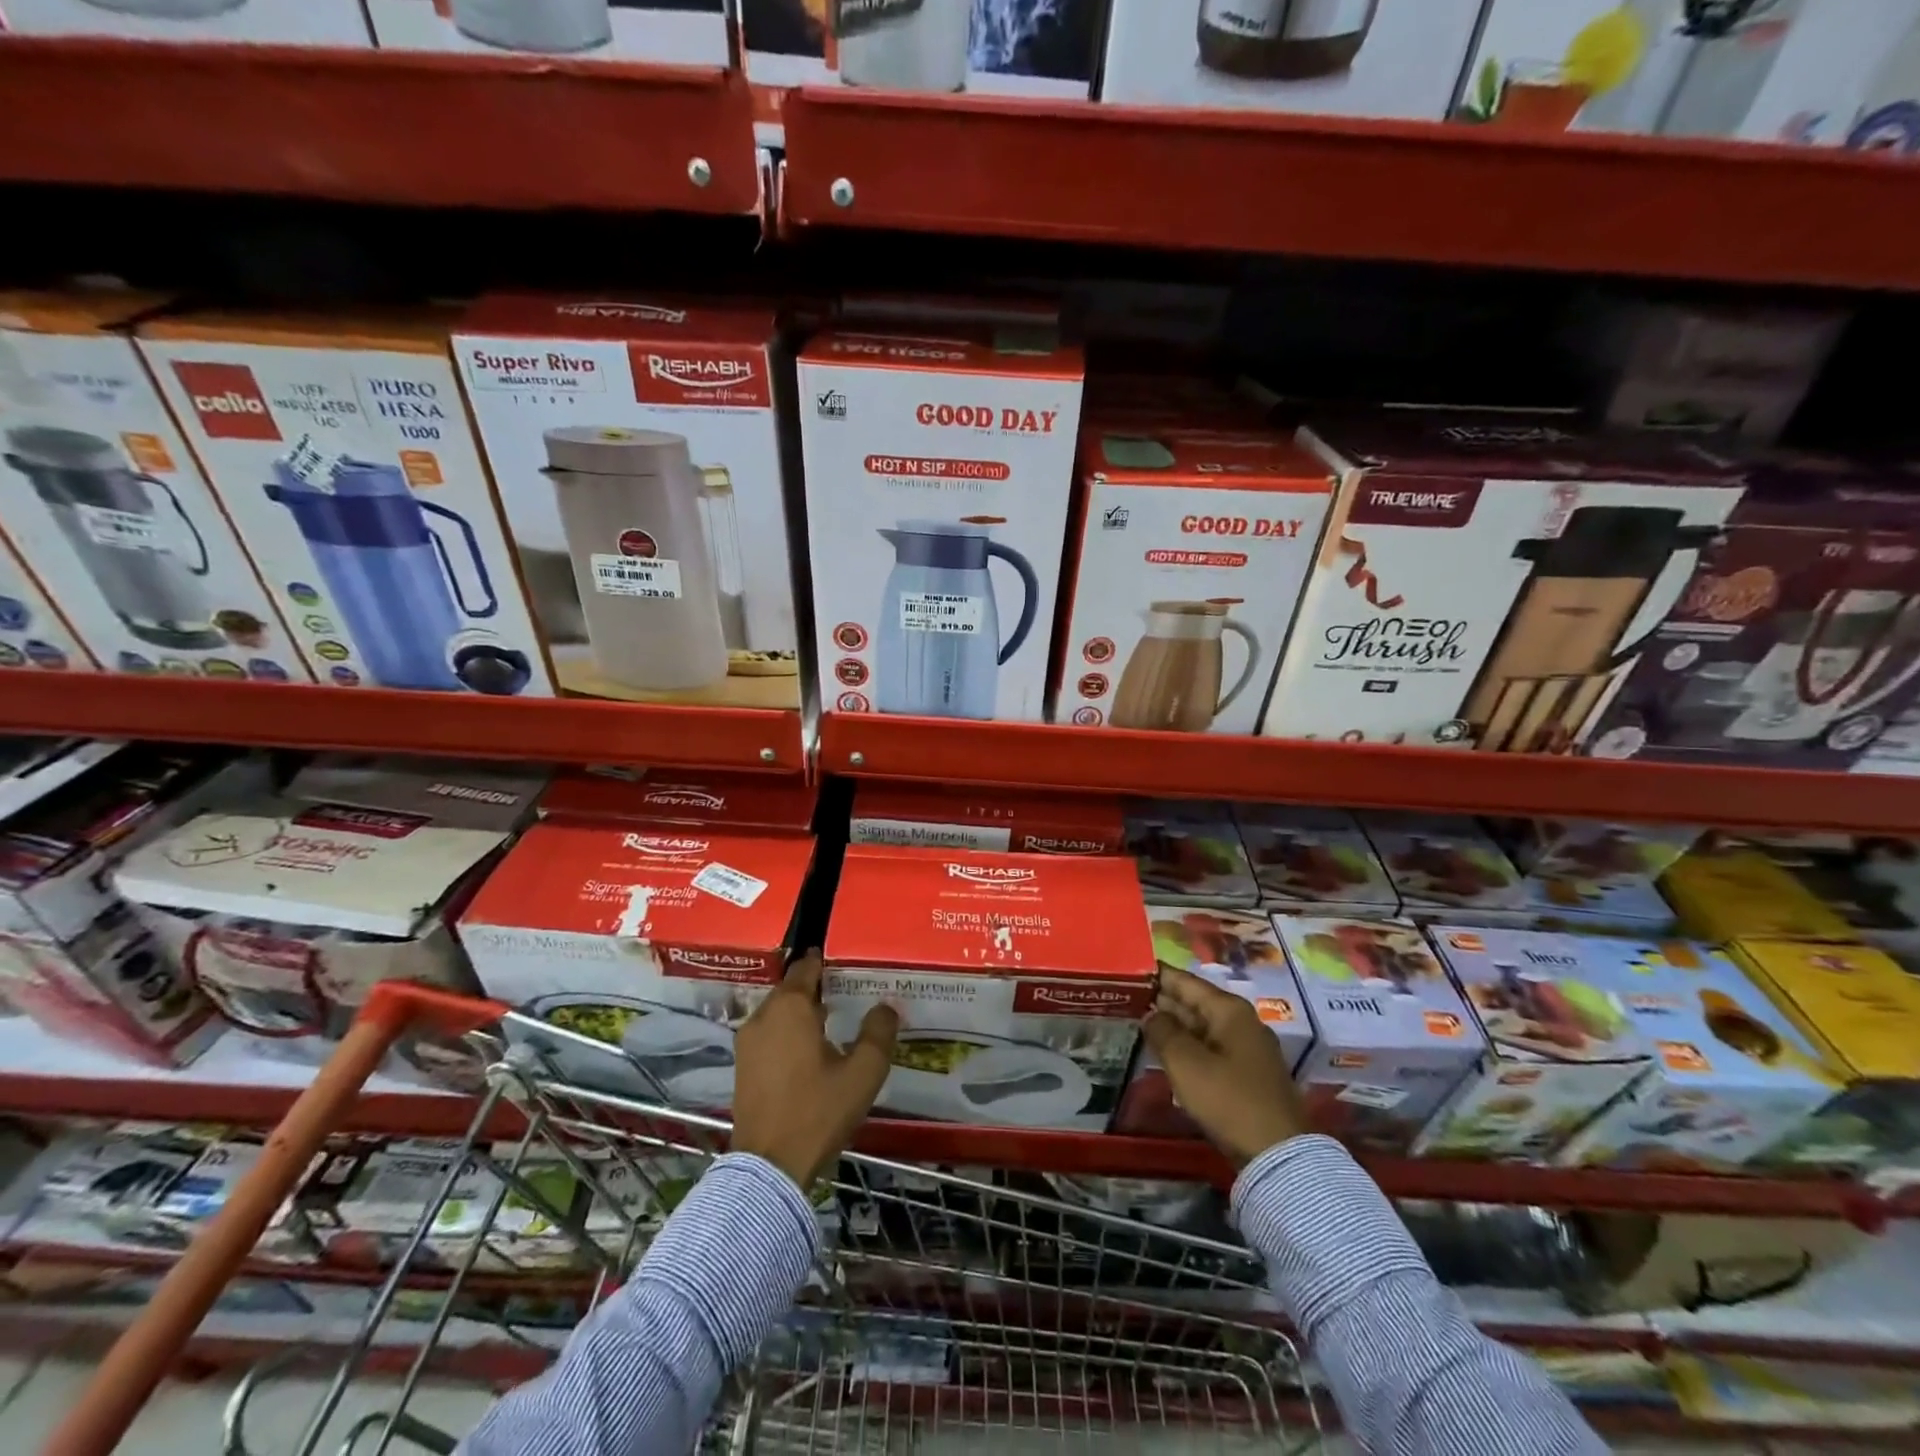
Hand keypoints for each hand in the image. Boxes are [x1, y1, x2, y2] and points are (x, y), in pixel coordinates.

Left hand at [731, 951, 898, 1188]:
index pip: (805, 967)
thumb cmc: (818, 1111)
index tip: (842, 962)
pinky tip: (808, 1050)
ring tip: (829, 1021)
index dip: (823, 962)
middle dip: (814, 988)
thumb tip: (886, 1007)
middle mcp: (763, 1016)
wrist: (770, 1167)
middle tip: (843, 993)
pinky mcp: (741, 1066)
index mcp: (790, 1007)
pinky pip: (768, 1034)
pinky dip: (786, 1033)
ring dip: (799, 1012)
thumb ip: (878, 1034)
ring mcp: (747, 1042)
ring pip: (777, 1012)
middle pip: (790, 989)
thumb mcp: (862, 1073)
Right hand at [1145, 966, 1306, 1166]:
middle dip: (1162, 1001)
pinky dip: (1187, 1047)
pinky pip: (1210, 1049)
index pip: (1185, 981)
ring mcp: (1247, 1049)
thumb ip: (1163, 1031)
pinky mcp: (1247, 1075)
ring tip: (1138, 1023)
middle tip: (1126, 998)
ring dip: (1173, 1026)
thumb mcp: (1186, 1063)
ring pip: (1201, 1027)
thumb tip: (1151, 1014)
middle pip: (1194, 1002)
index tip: (1128, 969)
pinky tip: (1166, 1054)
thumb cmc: (1228, 1100)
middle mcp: (1241, 1022)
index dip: (1156, 975)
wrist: (1278, 1155)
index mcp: (1229, 1010)